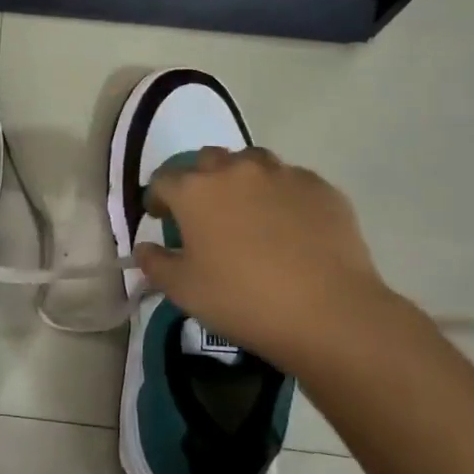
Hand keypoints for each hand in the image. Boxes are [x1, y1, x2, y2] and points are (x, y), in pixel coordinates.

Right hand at [134, 147, 399, 367]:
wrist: (329, 313)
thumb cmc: (242, 300)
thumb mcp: (183, 290)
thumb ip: (155, 263)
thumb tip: (144, 248)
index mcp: (194, 190)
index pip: (163, 180)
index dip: (157, 198)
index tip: (161, 218)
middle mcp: (235, 170)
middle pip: (208, 160)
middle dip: (200, 180)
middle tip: (205, 212)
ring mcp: (281, 175)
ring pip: (252, 162)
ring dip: (241, 179)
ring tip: (248, 210)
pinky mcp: (320, 188)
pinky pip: (291, 181)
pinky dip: (282, 195)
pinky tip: (289, 224)